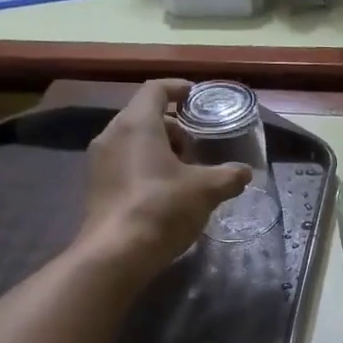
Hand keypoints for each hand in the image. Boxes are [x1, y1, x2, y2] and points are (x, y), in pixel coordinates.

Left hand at [79, 79, 250, 271]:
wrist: (117, 253)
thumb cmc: (162, 208)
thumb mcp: (207, 190)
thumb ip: (229, 176)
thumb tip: (245, 172)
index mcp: (137, 124)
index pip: (156, 89)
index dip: (179, 88)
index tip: (197, 97)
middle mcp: (112, 135)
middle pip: (145, 116)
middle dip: (175, 127)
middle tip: (199, 146)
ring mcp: (100, 162)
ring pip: (134, 141)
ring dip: (161, 149)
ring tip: (187, 171)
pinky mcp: (97, 186)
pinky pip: (125, 163)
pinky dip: (147, 166)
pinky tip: (167, 192)